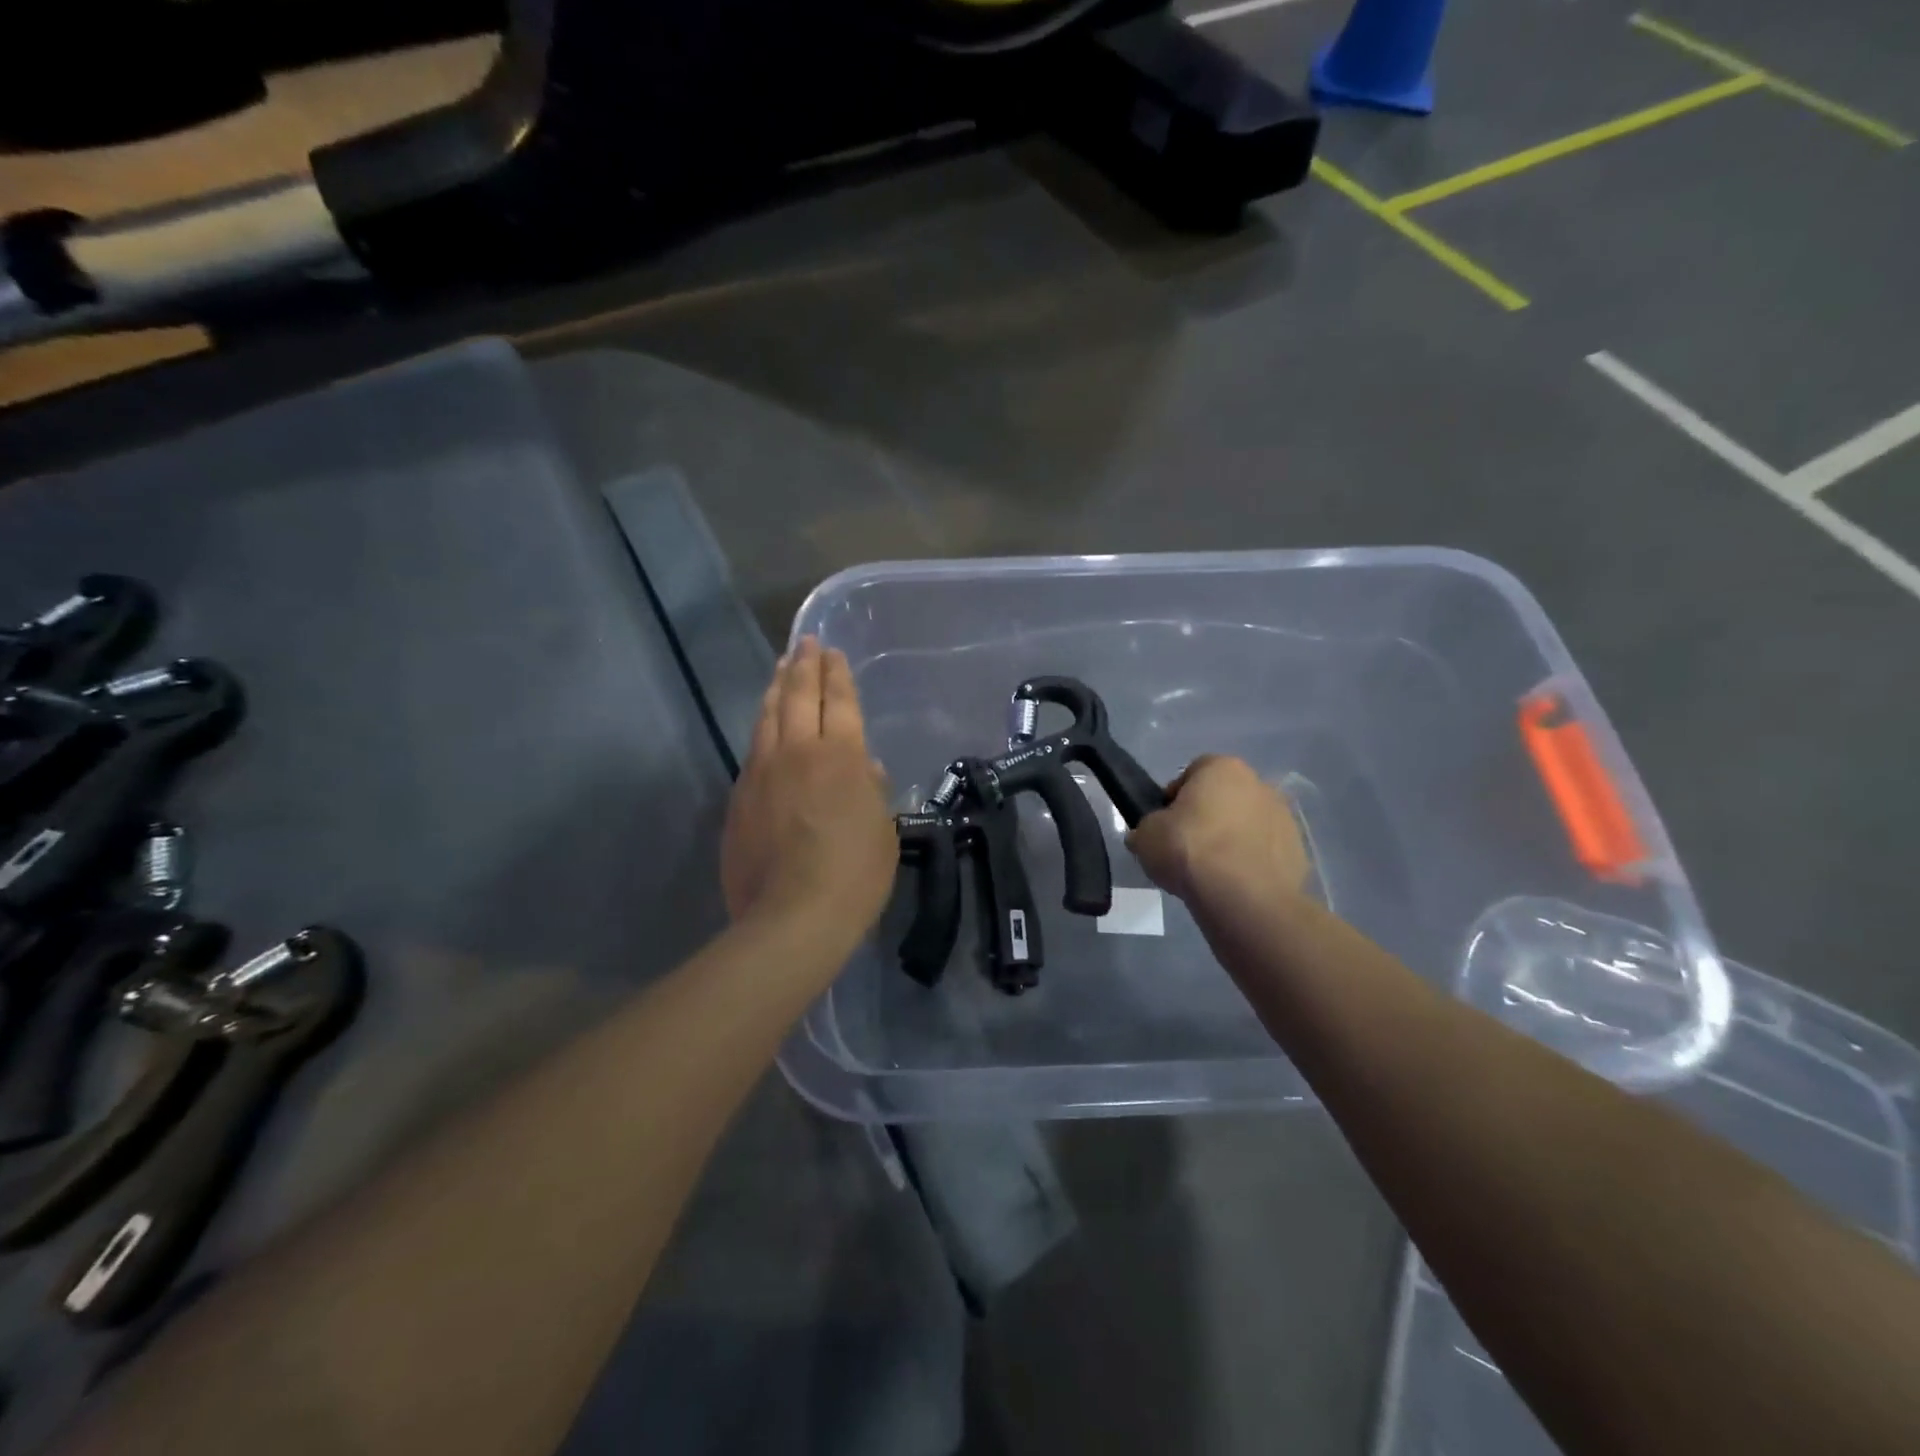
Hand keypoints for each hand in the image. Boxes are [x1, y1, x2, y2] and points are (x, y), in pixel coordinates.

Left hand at [721, 638, 896, 936]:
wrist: (792, 916)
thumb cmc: (854, 874)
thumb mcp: (883, 831)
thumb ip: (873, 791)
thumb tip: (865, 769)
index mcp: (841, 756)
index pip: (839, 701)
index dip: (836, 674)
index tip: (832, 652)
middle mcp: (797, 752)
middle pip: (798, 697)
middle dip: (803, 667)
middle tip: (804, 644)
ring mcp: (761, 773)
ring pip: (767, 718)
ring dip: (776, 689)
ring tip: (781, 669)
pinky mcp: (739, 798)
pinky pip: (752, 750)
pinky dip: (761, 729)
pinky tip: (764, 727)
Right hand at [1127, 755, 1311, 908]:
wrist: (1244, 897)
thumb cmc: (1190, 850)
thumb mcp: (1145, 835)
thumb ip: (1148, 828)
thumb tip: (1148, 835)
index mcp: (1222, 767)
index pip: (1192, 773)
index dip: (1174, 798)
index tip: (1164, 825)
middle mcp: (1259, 783)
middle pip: (1224, 798)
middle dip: (1207, 818)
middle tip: (1186, 848)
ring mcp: (1284, 818)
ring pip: (1247, 825)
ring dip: (1232, 841)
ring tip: (1211, 874)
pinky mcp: (1298, 852)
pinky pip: (1265, 854)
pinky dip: (1251, 865)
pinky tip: (1234, 887)